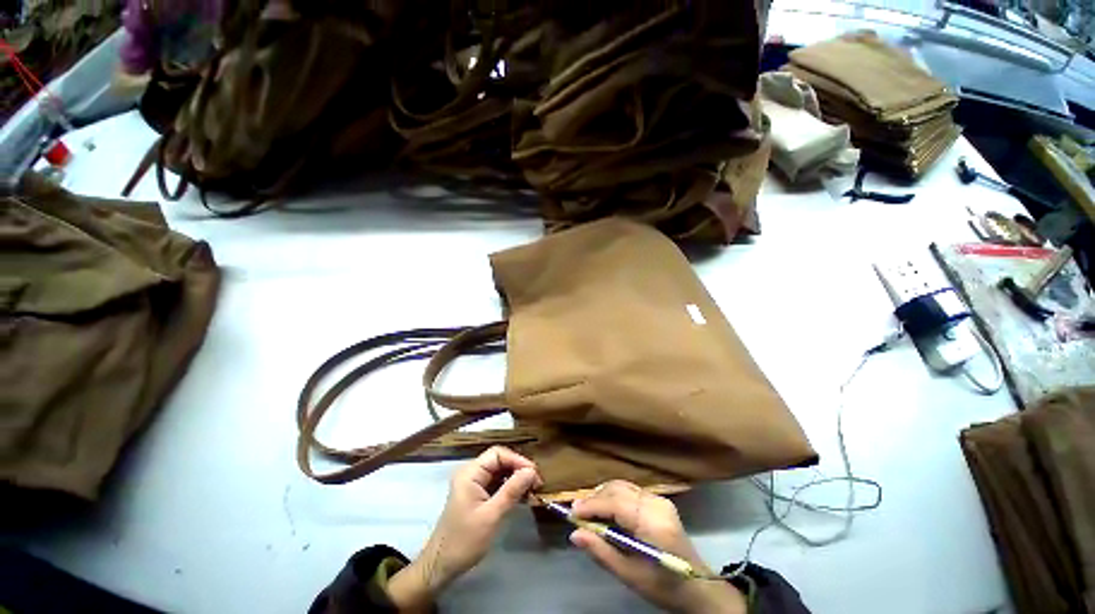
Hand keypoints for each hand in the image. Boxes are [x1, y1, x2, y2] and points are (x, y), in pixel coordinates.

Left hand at [388, 447, 541, 610]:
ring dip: (516, 478)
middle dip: (518, 469)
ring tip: (532, 489)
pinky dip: (510, 487)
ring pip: (500, 472)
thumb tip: (532, 471)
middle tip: (536, 482)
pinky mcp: (477, 494)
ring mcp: (473, 483)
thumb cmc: (465, 540)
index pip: (498, 454)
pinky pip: (497, 483)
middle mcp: (471, 473)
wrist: (441, 567)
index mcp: (470, 473)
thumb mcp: (492, 516)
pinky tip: (522, 496)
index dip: (517, 460)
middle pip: (499, 461)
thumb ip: (512, 490)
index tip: (534, 474)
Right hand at [569, 481, 745, 613]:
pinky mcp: (660, 500)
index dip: (591, 505)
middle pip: (618, 489)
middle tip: (577, 513)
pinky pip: (631, 491)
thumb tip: (574, 535)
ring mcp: (660, 499)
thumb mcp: (630, 575)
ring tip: (589, 512)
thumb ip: (602, 552)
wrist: (698, 586)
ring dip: (603, 495)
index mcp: (653, 523)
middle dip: (595, 498)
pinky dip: (614, 497)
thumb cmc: (664, 586)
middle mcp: (656, 504)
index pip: (616, 503)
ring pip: (623, 486)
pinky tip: (607, 510)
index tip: (571, 512)